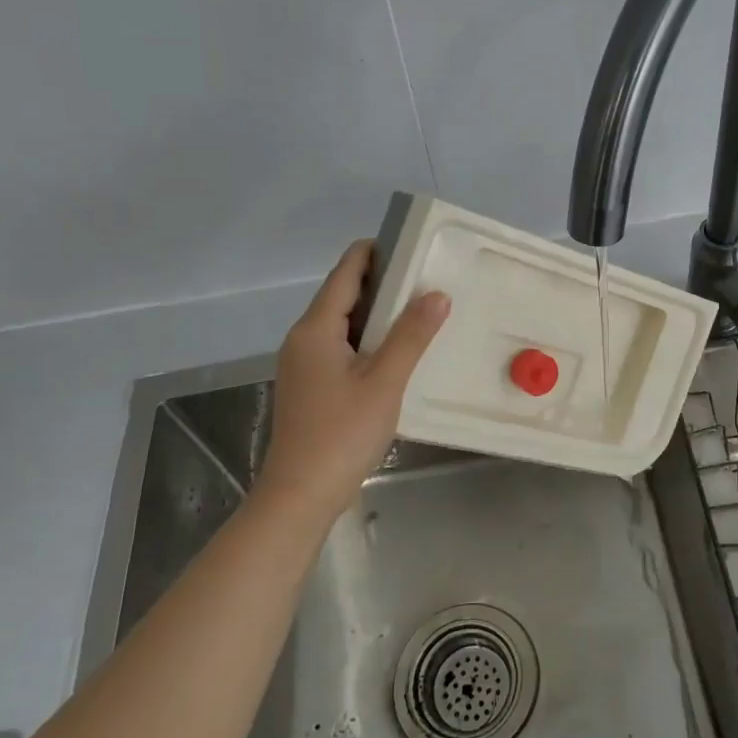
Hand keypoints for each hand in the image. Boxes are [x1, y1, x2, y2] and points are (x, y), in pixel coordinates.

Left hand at [255, 240, 449, 520]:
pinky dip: (369, 339)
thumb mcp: (385, 381)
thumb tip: (436, 293)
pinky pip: (341, 347)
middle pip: (343, 294)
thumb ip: (411, 335)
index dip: (375, 252)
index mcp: (316, 328)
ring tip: (420, 310)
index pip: (346, 272)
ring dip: (378, 313)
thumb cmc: (342, 433)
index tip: (412, 243)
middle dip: (383, 282)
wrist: (300, 494)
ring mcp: (304, 364)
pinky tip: (397, 351)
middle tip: (427, 278)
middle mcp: (304, 338)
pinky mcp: (311, 386)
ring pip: (343, 323)